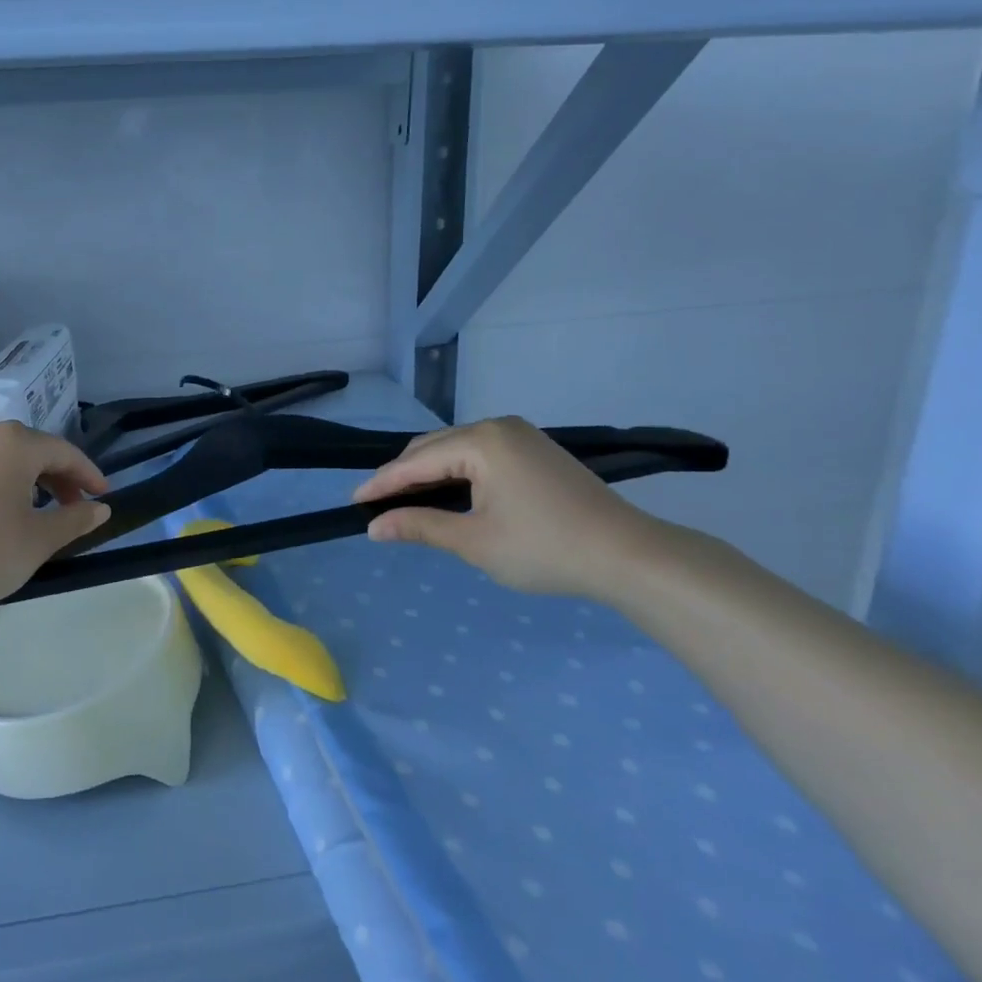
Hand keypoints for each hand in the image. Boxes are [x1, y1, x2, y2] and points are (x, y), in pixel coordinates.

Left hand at [0, 422, 109, 632]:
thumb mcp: (38, 541)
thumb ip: (74, 519)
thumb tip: (100, 508)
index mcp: (13, 442)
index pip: (63, 452)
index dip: (87, 474)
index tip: (102, 496)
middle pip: (28, 449)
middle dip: (54, 476)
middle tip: (69, 507)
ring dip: (19, 478)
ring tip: (28, 510)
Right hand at [352, 416, 666, 601]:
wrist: (628, 555)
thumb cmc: (545, 549)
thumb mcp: (475, 542)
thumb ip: (421, 526)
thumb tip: (374, 527)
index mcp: (481, 441)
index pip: (416, 461)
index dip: (382, 483)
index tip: (354, 502)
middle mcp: (498, 426)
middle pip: (434, 447)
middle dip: (404, 475)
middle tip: (378, 506)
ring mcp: (521, 435)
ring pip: (457, 449)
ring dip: (430, 473)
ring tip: (407, 501)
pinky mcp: (535, 449)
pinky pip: (480, 453)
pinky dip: (457, 472)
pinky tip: (449, 493)